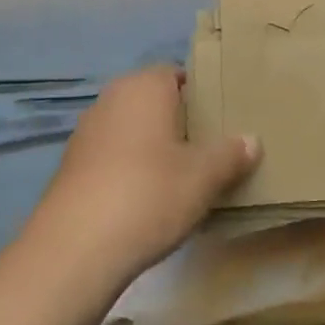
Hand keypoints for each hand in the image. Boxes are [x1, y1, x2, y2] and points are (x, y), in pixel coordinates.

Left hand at [29, 66, 258, 282]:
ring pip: (132, 130)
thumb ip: (231, 153)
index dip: (201, 94)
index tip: (222, 119)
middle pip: (154, 102)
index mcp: (144, 86)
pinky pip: (113, 157)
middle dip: (179, 122)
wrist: (74, 250)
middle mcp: (111, 99)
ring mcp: (86, 133)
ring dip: (154, 148)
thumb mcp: (204, 176)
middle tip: (210, 149)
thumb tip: (252, 140)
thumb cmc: (149, 193)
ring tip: (183, 177)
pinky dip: (131, 170)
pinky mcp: (72, 168)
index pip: (177, 74)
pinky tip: (148, 200)